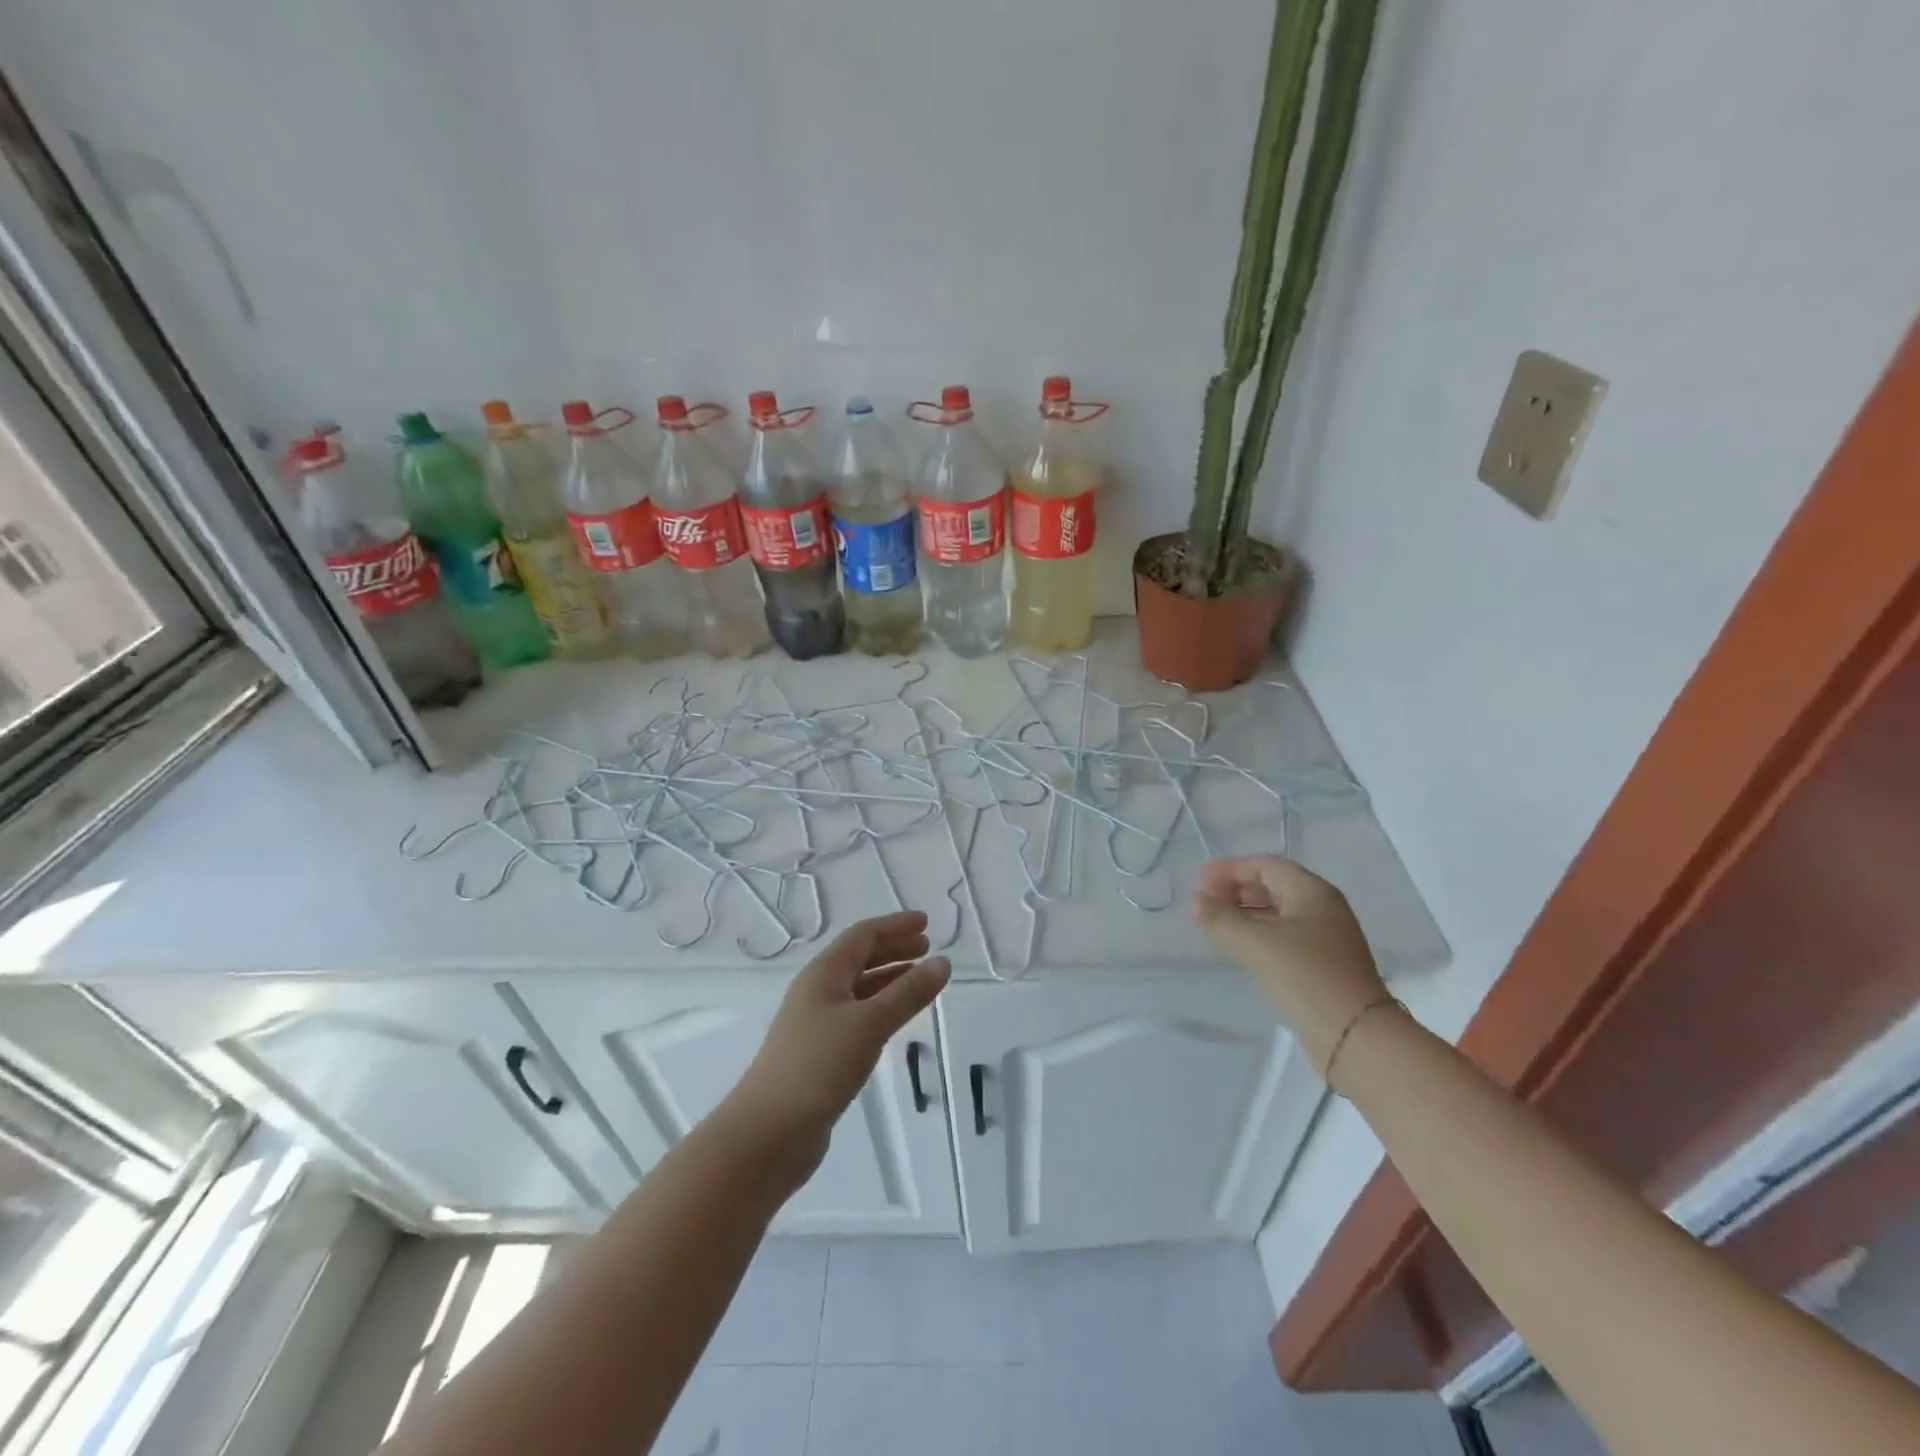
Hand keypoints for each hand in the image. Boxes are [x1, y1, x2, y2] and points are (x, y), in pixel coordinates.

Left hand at [725, 911, 950, 1184]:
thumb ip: (908, 994)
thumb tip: (943, 963)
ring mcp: (816, 1023)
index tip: (926, 923)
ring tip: (920, 978)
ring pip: (858, 988)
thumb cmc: (818, 1066)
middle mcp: (817, 991)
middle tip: (927, 947)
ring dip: (889, 977)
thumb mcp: (869, 1024)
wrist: (768, 1133)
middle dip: (893, 948)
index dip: (895, 926)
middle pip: (859, 958)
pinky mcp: (820, 1053)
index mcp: (823, 974)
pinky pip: (857, 1015)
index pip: (863, 936)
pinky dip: (881, 1006)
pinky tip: (895, 1019)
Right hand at [1190, 857, 1388, 1073]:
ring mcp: (1327, 939)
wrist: (1356, 1037)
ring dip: (1245, 915)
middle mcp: (1323, 909)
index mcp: (1312, 892)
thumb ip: (1220, 919)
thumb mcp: (1254, 944)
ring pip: (1278, 914)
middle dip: (1236, 891)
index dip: (1229, 869)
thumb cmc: (1305, 977)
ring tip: (1216, 927)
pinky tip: (1241, 952)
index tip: (1198, 883)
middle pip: (1273, 887)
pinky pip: (1285, 939)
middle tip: (1205, 904)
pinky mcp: (1325, 967)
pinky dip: (1259, 937)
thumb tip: (1196, 902)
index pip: (1265, 865)